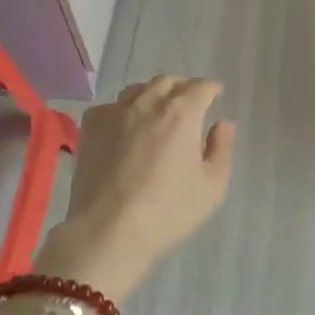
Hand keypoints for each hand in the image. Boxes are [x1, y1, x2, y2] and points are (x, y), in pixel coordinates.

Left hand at [35, 77, 235, 302]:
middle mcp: (148, 102)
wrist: (107, 232)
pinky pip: (111, 107)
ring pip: (138, 90)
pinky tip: (123, 129)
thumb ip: (221, 149)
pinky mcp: (91, 126)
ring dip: (152, 95)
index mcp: (182, 113)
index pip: (201, 87)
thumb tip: (223, 124)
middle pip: (168, 82)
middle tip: (188, 104)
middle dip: (182, 89)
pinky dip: (122, 111)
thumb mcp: (211, 188)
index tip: (215, 95)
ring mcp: (116, 112)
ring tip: (156, 113)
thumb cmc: (167, 212)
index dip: (211, 89)